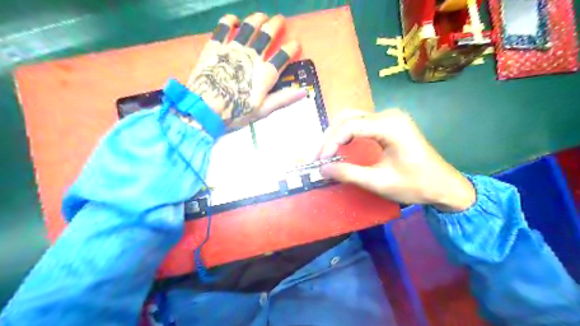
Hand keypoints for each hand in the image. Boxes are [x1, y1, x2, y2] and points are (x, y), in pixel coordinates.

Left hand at [187, 13, 304, 127]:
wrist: (205, 109)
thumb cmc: (236, 112)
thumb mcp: (263, 109)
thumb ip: (283, 98)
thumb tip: (304, 91)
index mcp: (265, 73)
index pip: (283, 55)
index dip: (292, 47)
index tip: (296, 43)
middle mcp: (252, 56)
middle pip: (267, 35)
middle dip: (276, 25)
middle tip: (280, 20)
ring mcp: (233, 49)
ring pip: (249, 27)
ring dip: (257, 19)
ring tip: (262, 16)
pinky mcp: (215, 46)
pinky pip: (223, 27)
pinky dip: (230, 20)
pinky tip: (234, 19)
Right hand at [316, 108, 475, 211]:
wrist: (444, 185)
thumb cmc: (415, 185)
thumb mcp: (379, 182)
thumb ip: (348, 174)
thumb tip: (322, 169)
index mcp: (390, 126)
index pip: (350, 127)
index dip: (331, 143)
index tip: (320, 160)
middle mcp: (389, 115)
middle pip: (348, 118)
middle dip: (329, 137)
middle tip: (317, 156)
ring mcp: (390, 117)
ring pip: (352, 117)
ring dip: (335, 133)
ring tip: (324, 151)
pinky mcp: (389, 123)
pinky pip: (361, 122)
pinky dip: (346, 133)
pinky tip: (339, 145)